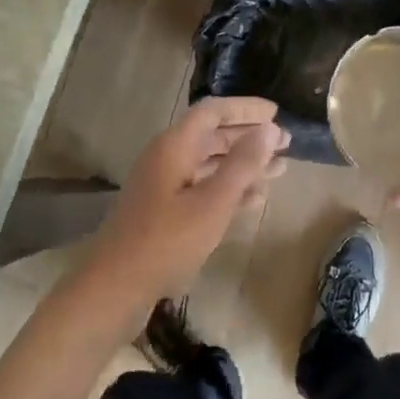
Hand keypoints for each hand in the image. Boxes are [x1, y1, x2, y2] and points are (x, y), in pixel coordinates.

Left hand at [84, 97, 289, 312]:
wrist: (113, 290)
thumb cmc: (166, 242)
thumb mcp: (213, 202)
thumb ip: (243, 164)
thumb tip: (269, 128)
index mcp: (175, 146)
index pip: (213, 111)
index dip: (245, 108)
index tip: (276, 113)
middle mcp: (167, 158)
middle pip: (212, 135)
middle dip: (249, 137)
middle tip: (286, 143)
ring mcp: (163, 185)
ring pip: (210, 163)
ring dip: (244, 164)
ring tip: (280, 169)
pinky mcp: (163, 211)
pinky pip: (202, 187)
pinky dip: (229, 188)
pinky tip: (255, 198)